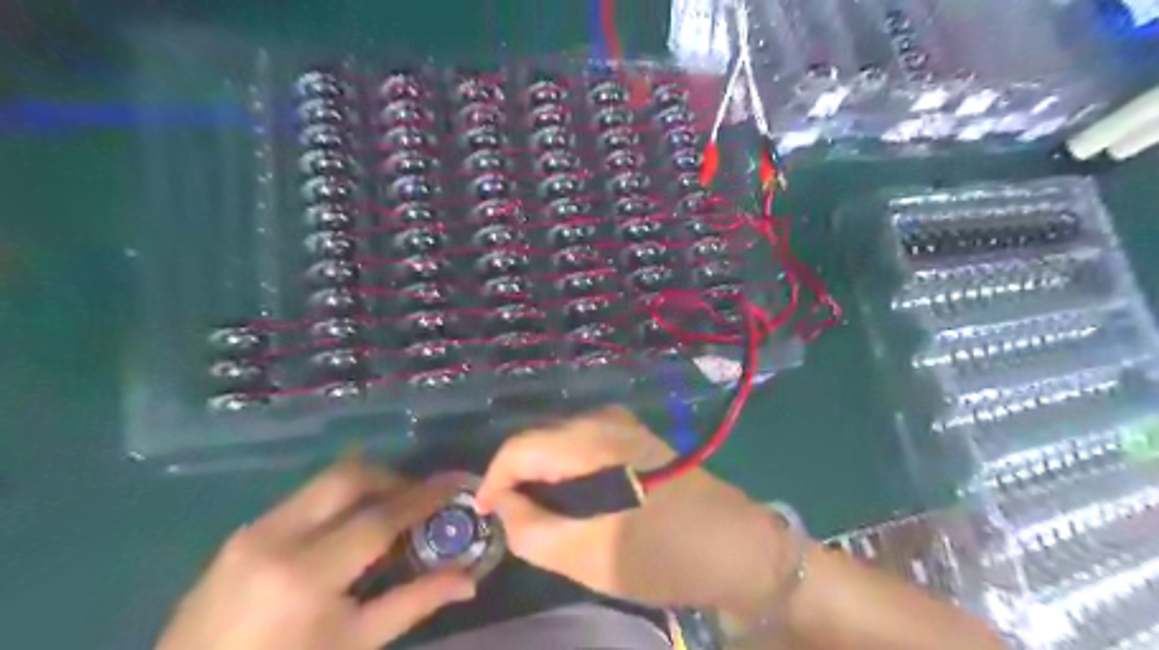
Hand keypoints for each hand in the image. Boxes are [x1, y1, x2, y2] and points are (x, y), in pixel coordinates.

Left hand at [158, 462, 475, 649]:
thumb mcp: (355, 645)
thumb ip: (415, 603)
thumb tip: (469, 580)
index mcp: (306, 574)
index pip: (380, 517)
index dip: (423, 497)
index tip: (454, 485)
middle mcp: (276, 537)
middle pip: (349, 476)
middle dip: (393, 477)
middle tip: (419, 499)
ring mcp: (252, 531)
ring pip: (325, 481)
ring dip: (366, 485)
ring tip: (389, 512)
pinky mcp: (241, 534)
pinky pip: (304, 499)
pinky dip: (338, 502)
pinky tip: (348, 530)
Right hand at [475, 409, 792, 621]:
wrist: (735, 545)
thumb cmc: (662, 554)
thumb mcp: (586, 555)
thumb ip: (530, 529)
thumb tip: (502, 504)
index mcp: (589, 441)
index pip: (518, 448)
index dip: (492, 481)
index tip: (485, 516)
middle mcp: (602, 419)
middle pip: (538, 442)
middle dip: (519, 481)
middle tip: (515, 523)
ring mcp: (622, 423)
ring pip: (560, 444)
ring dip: (544, 478)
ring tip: (545, 518)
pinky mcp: (635, 435)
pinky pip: (584, 447)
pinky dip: (569, 473)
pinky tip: (577, 503)